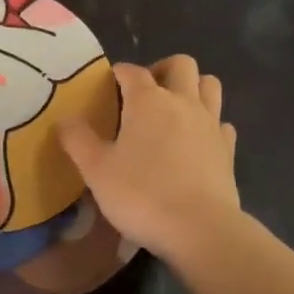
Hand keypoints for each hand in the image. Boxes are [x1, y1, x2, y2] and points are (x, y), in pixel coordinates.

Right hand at [57, 55, 239, 261]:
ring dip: (193, 87)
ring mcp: (211, 124)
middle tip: (145, 92)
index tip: (108, 84)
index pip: (132, 71)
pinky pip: (221, 122)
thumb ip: (77, 140)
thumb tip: (65, 119)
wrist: (200, 229)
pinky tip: (197, 140)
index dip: (119, 73)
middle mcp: (183, 102)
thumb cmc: (142, 195)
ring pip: (210, 85)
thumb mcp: (96, 170)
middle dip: (162, 69)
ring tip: (174, 108)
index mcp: (149, 101)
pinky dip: (210, 122)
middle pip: (181, 64)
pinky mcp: (228, 149)